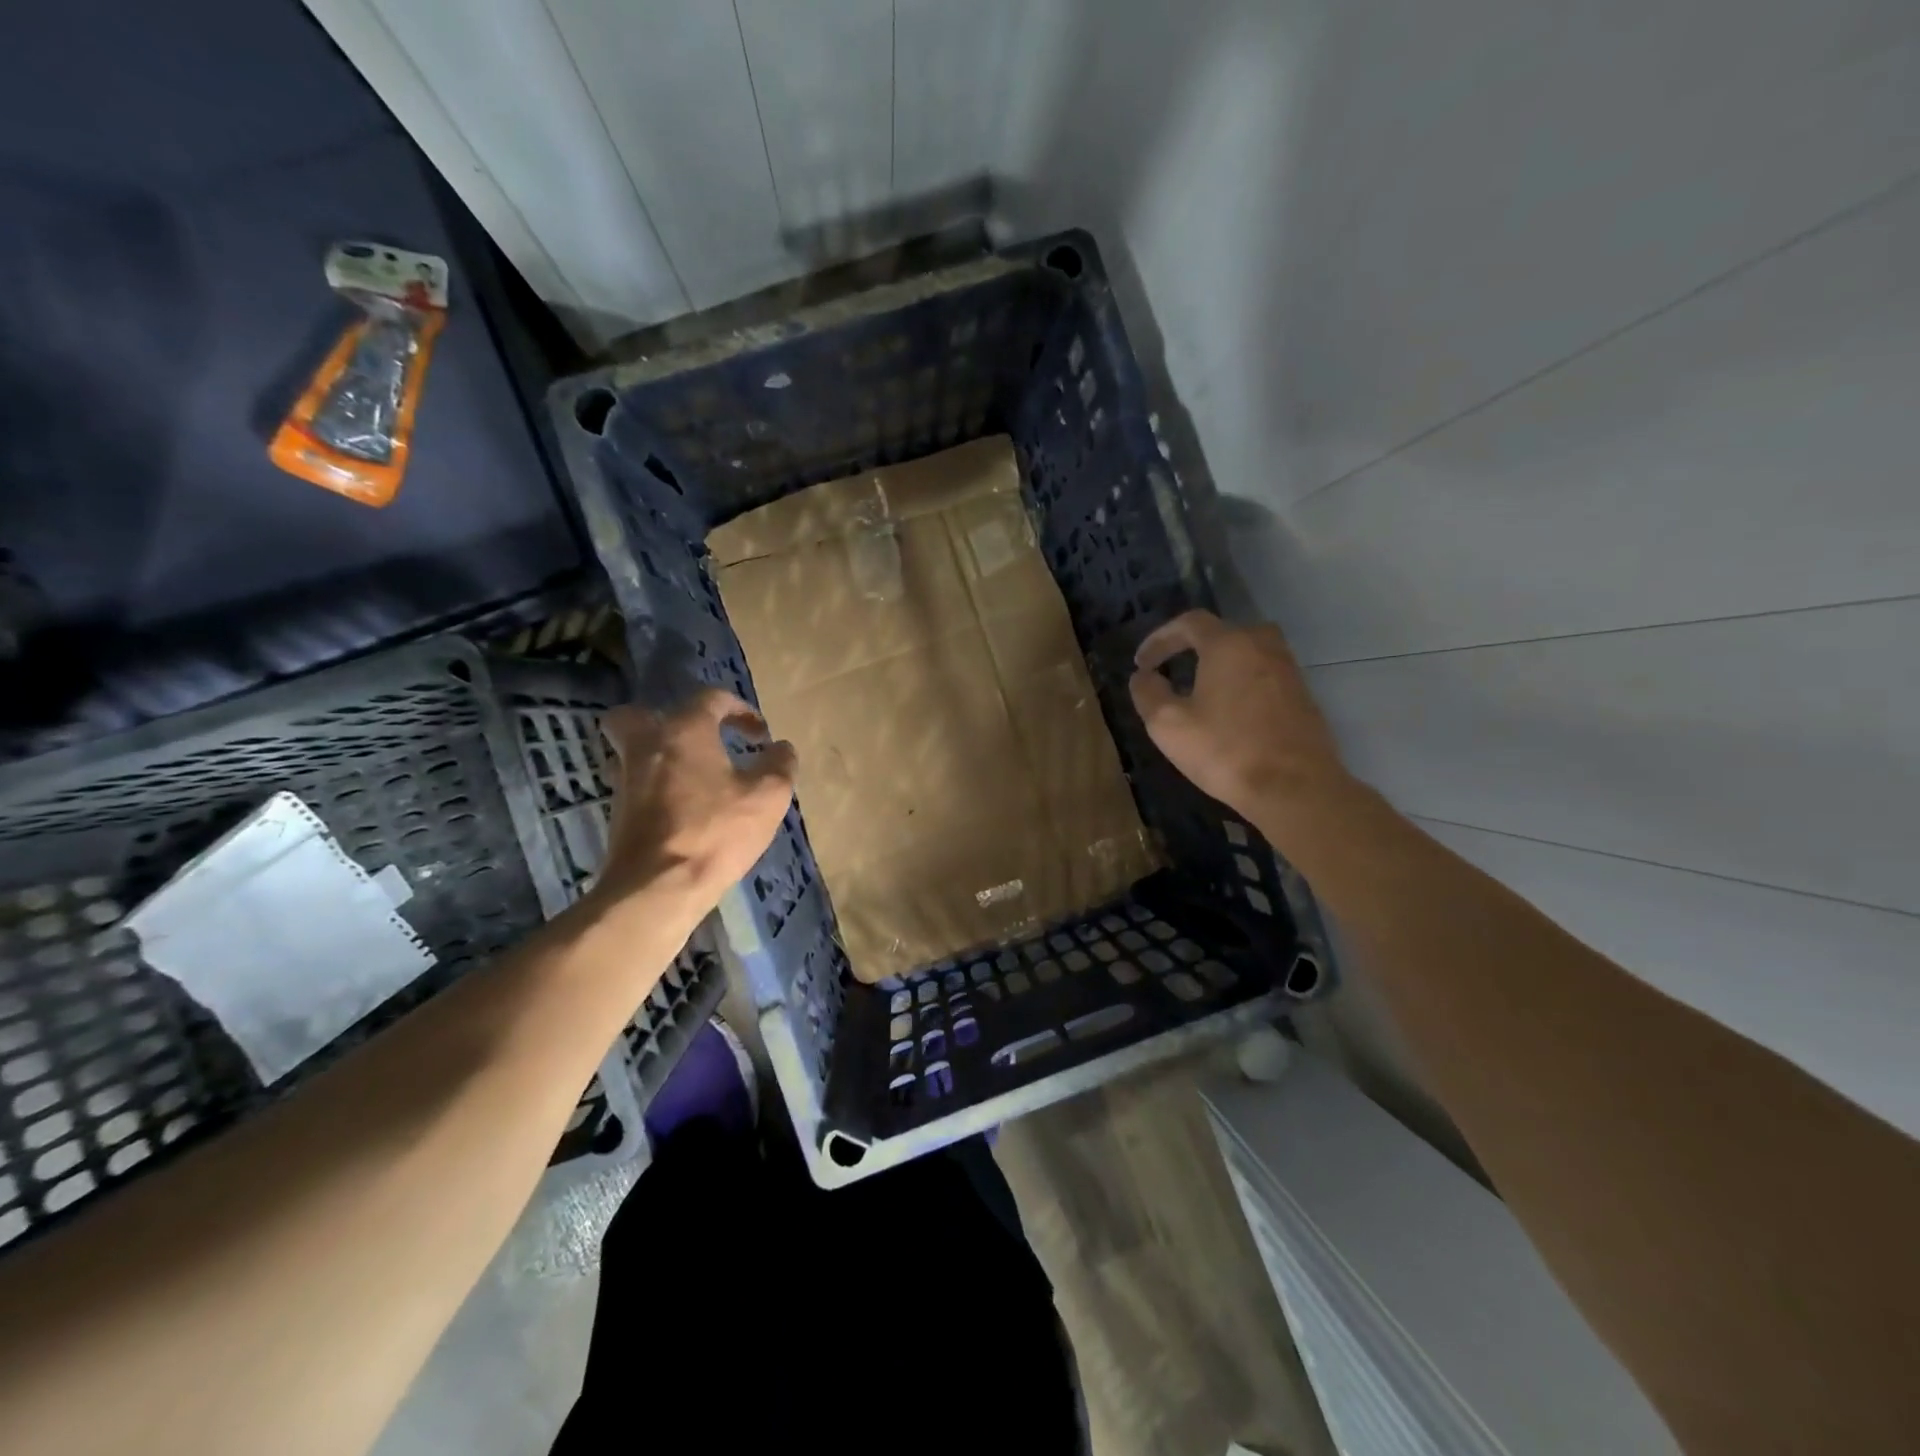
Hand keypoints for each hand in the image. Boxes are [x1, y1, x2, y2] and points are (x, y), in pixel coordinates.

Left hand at [588, 689, 797, 911]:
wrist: (657, 888)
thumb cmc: (716, 833)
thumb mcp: (767, 797)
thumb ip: (779, 765)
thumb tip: (782, 747)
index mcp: (684, 731)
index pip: (710, 699)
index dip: (740, 709)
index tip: (759, 734)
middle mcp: (647, 745)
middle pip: (640, 715)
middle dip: (668, 720)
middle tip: (696, 740)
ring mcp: (626, 779)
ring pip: (633, 751)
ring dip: (660, 755)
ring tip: (693, 777)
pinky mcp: (618, 813)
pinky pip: (636, 783)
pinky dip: (655, 786)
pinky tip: (682, 807)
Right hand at [1129, 609, 1352, 831]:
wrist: (1295, 788)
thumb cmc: (1225, 750)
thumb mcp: (1168, 724)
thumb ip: (1148, 693)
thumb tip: (1143, 677)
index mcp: (1229, 644)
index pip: (1189, 623)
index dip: (1160, 639)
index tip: (1141, 663)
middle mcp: (1263, 646)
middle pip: (1222, 633)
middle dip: (1191, 647)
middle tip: (1171, 668)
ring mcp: (1288, 670)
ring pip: (1246, 654)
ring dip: (1218, 665)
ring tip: (1197, 690)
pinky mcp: (1303, 696)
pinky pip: (1263, 676)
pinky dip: (1240, 683)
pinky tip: (1228, 711)